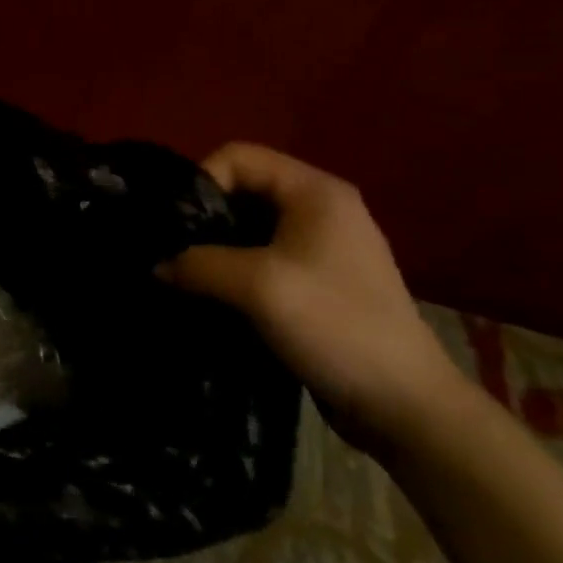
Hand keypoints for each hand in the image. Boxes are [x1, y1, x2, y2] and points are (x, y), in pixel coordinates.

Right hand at [157, 143, 464, 452]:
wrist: (405, 406)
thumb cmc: (335, 327)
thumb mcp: (257, 287)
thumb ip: (197, 264)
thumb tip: (157, 265)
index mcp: (315, 191)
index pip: (238, 156)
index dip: (202, 181)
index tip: (180, 225)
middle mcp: (321, 208)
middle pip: (243, 188)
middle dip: (206, 217)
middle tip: (176, 251)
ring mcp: (323, 246)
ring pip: (251, 226)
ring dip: (217, 247)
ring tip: (189, 276)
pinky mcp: (320, 281)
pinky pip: (264, 257)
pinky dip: (236, 270)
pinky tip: (217, 296)